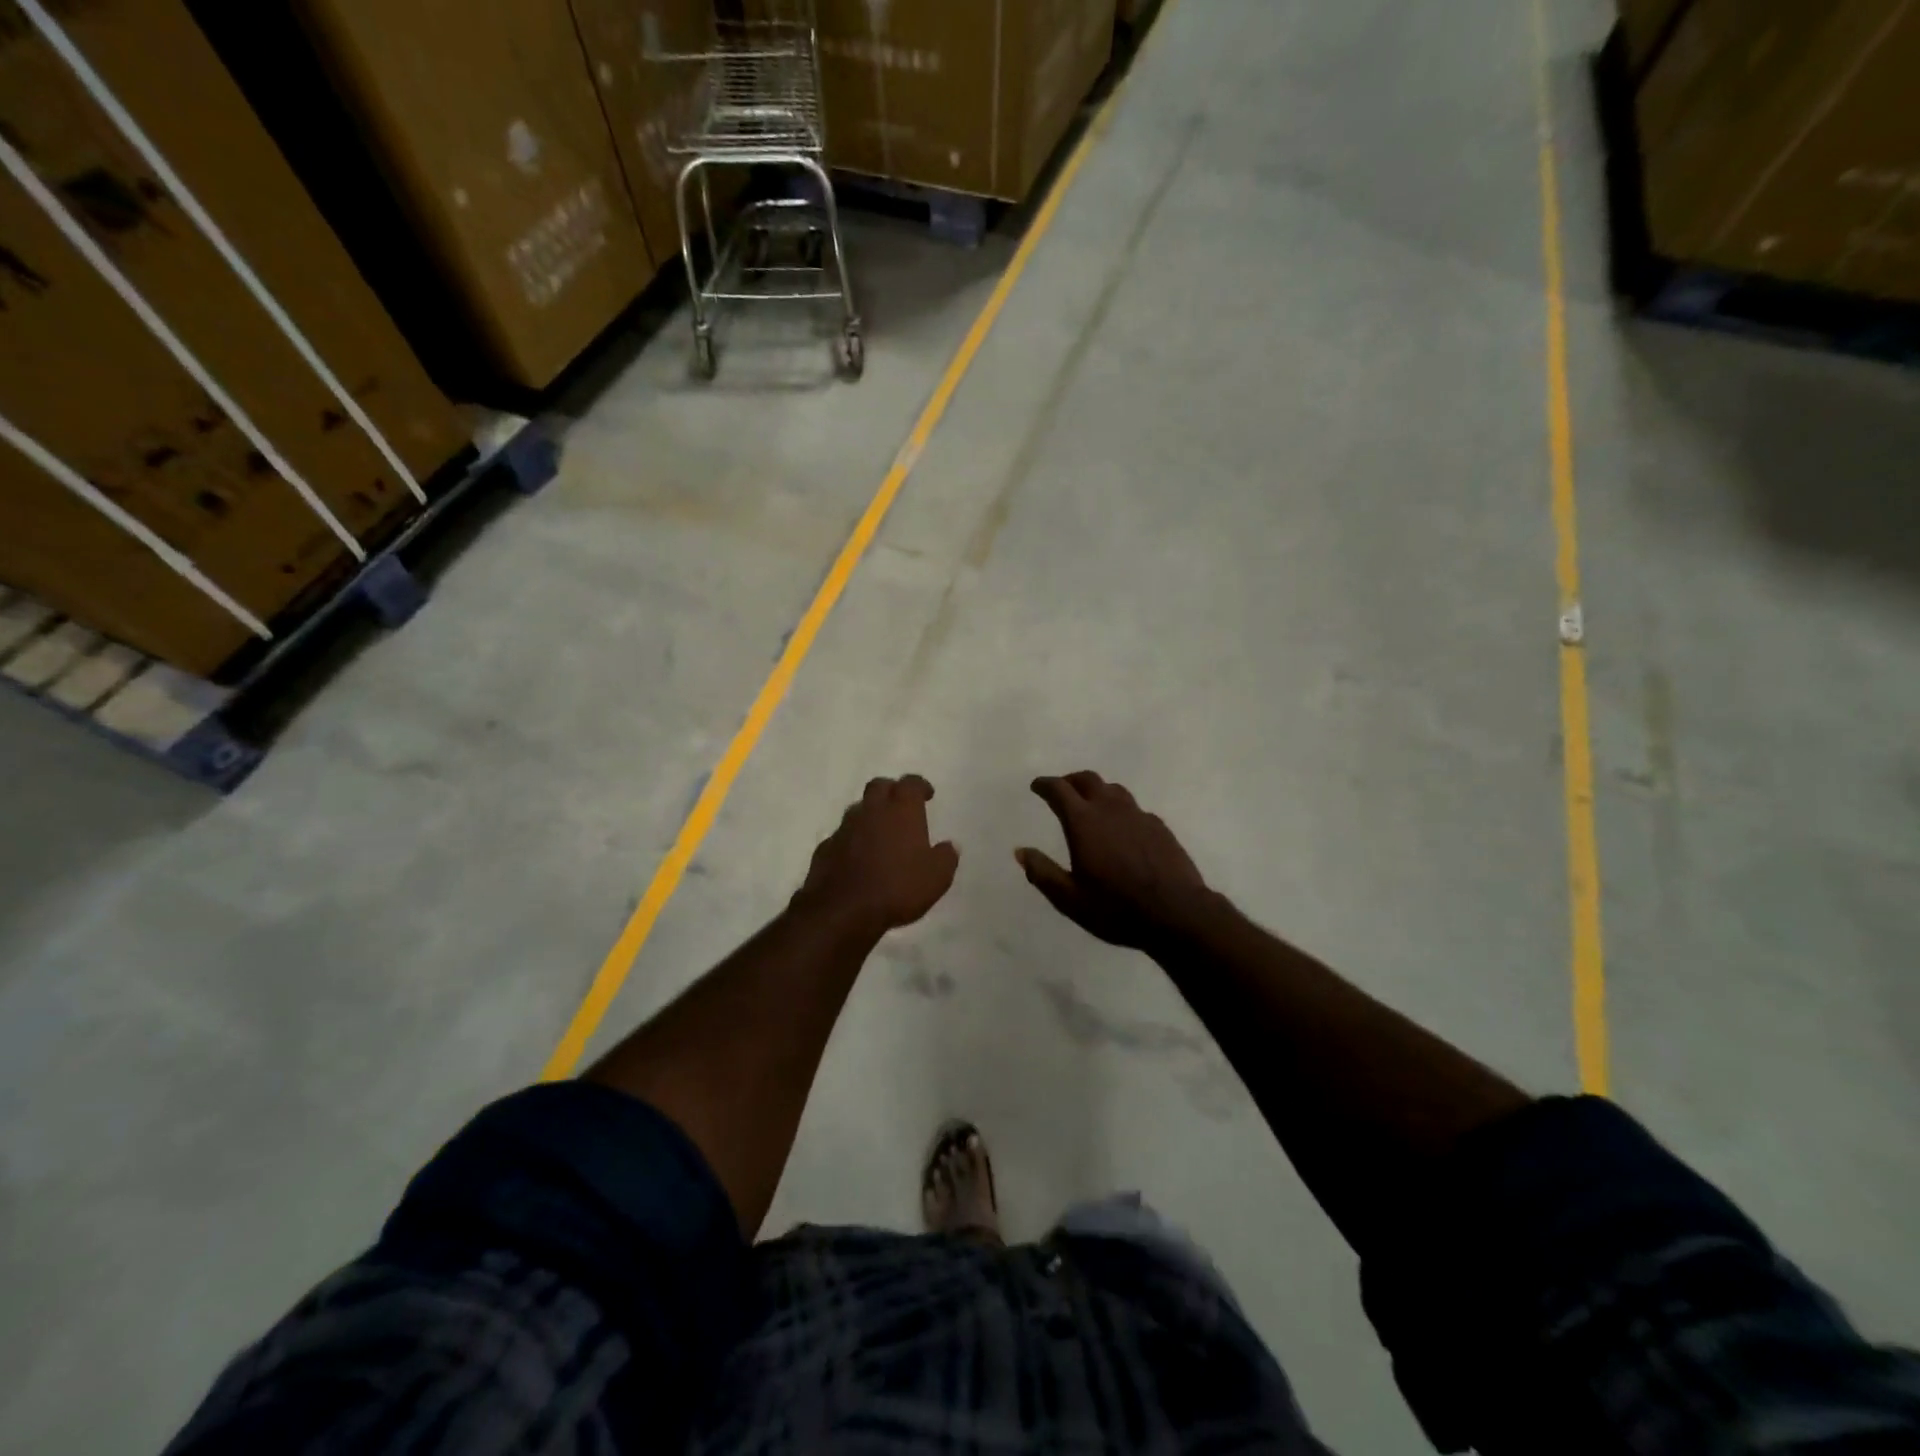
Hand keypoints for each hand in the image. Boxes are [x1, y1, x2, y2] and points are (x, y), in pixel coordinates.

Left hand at [795, 775, 959, 938]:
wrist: (843, 910)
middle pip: (879, 786)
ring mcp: (844, 828)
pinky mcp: (826, 848)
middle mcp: (871, 811)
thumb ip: (946, 857)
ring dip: (870, 815)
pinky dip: (852, 840)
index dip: (920, 786)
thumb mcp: (937, 877)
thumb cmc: (898, 887)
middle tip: (901, 806)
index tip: (927, 795)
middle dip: (891, 791)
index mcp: (901, 811)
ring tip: (880, 834)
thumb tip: (948, 847)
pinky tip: (858, 857)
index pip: (910, 783)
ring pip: (858, 810)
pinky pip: (842, 836)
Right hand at [1017, 772, 1212, 949]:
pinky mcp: (1159, 827)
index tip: (1036, 786)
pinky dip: (1120, 809)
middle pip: (1088, 780)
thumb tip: (1020, 851)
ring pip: (1114, 790)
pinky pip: (1134, 808)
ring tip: (1090, 804)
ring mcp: (1139, 815)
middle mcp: (1110, 809)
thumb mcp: (1069, 898)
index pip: (1059, 790)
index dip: (1045, 785)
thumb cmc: (1116, 908)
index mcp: (1083, 822)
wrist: (1177, 913)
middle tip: (1061, 790)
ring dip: (1097, 791)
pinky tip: (1122, 828)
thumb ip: (1042, 872)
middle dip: (1070, 781)